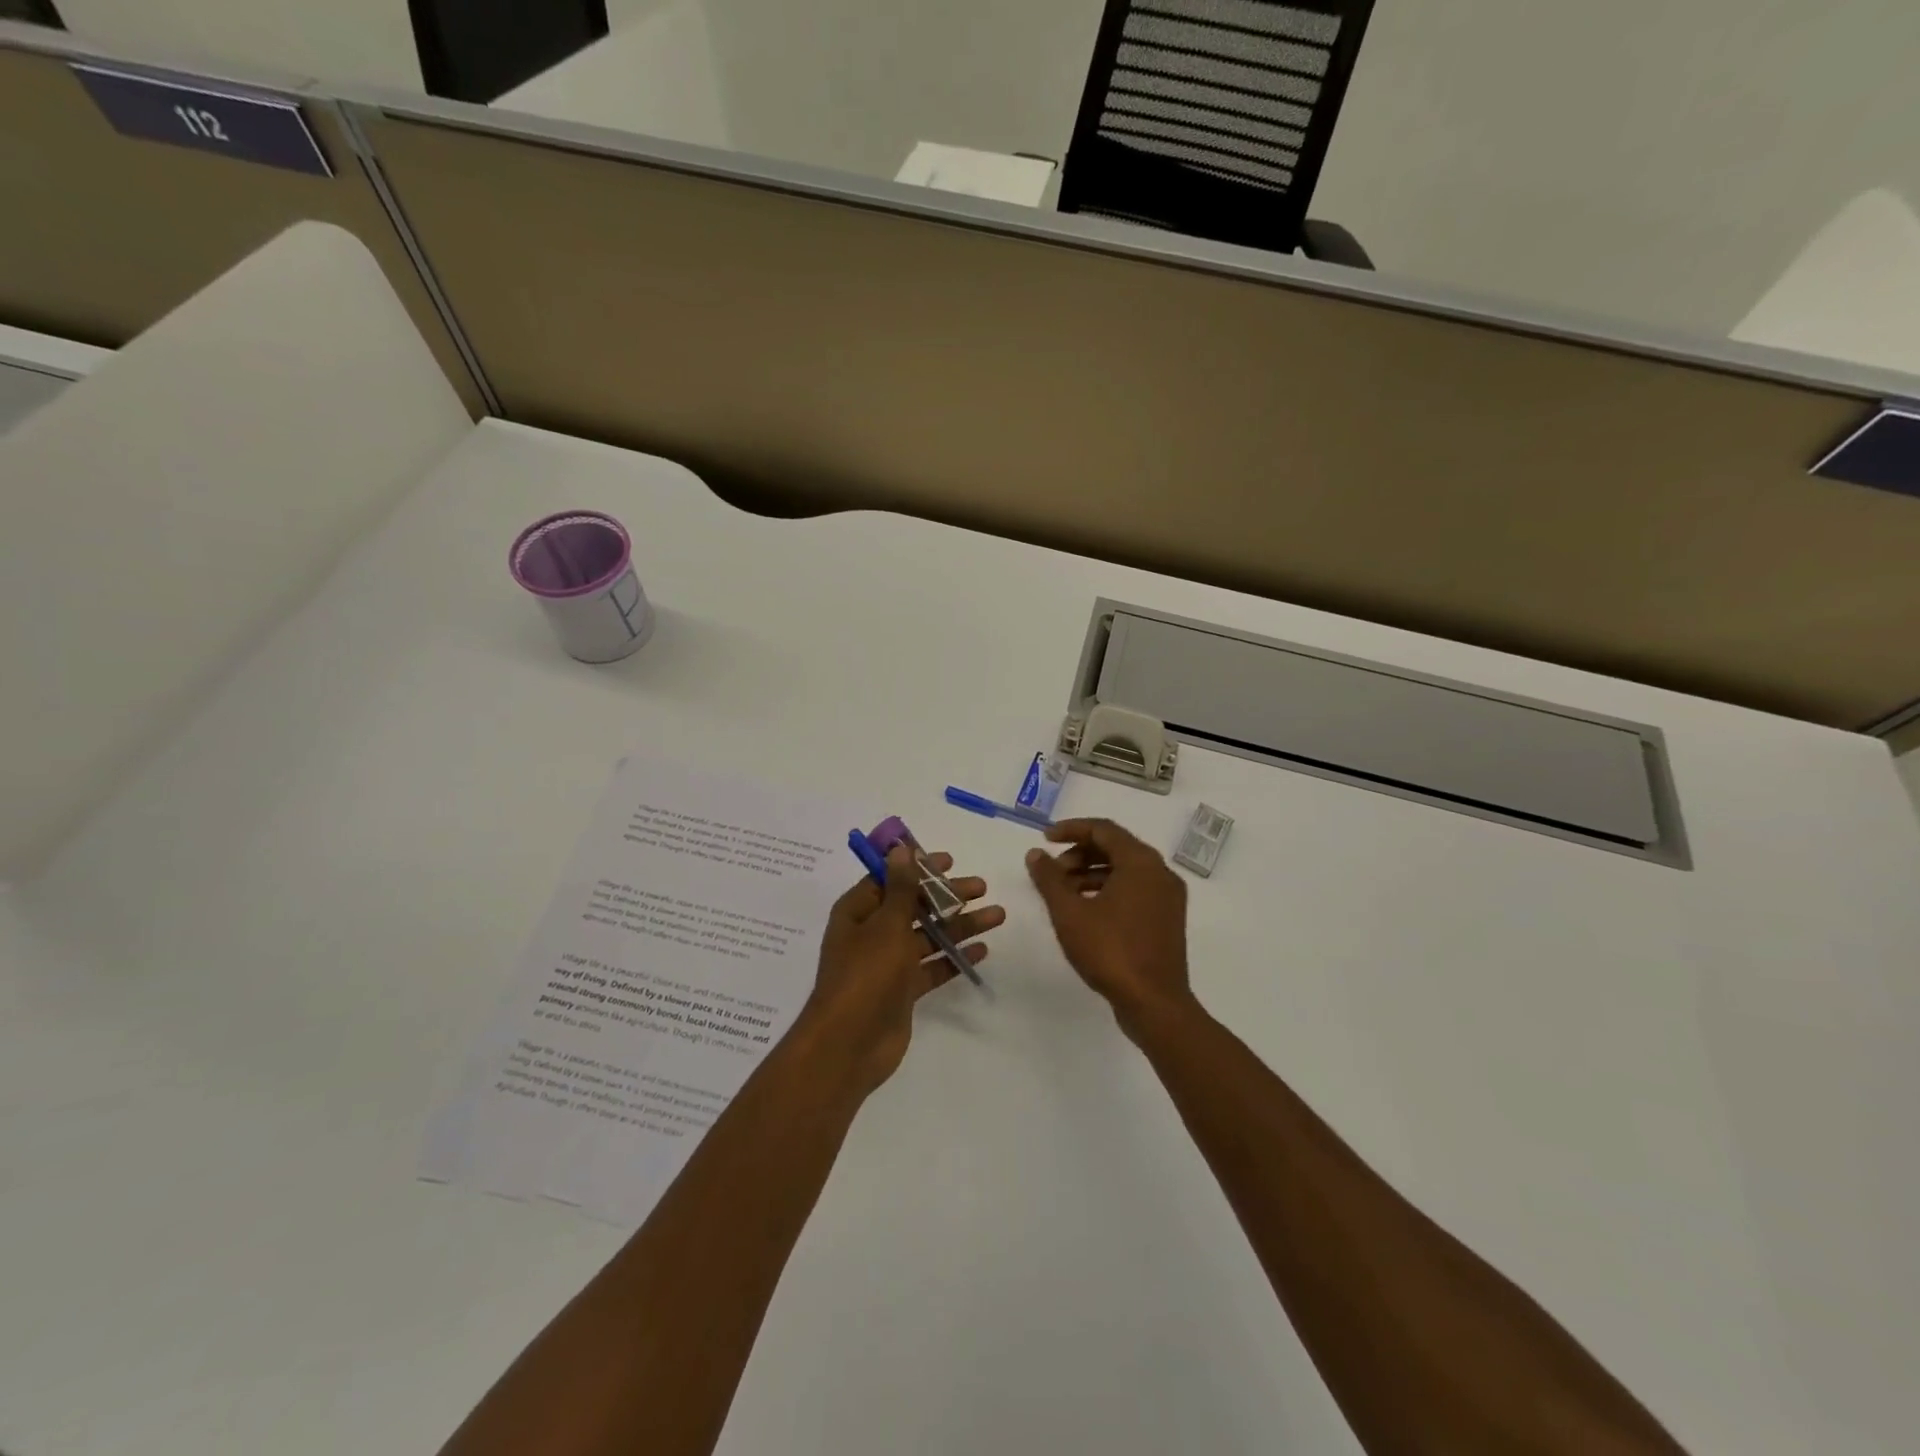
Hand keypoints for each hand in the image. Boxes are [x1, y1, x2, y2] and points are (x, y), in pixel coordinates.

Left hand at [800, 846, 1003, 1093]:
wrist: (849, 1045)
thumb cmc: (865, 975)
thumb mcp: (886, 925)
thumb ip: (901, 888)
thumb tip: (901, 848)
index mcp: (858, 911)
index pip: (890, 878)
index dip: (918, 867)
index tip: (950, 861)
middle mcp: (871, 933)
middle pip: (914, 906)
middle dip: (947, 896)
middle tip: (982, 887)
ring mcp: (887, 964)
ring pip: (928, 936)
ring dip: (960, 925)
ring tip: (998, 916)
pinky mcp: (903, 991)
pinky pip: (932, 967)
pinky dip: (954, 958)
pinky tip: (982, 950)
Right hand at [1026, 818, 1192, 1036]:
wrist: (1155, 1004)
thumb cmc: (1110, 951)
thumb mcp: (1069, 912)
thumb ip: (1049, 879)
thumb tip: (1036, 854)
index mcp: (1141, 862)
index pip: (1103, 829)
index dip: (1071, 829)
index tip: (1044, 839)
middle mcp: (1160, 873)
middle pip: (1116, 847)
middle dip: (1079, 854)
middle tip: (1052, 871)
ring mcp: (1168, 897)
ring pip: (1125, 870)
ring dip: (1091, 873)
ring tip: (1063, 892)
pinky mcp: (1167, 919)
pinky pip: (1135, 890)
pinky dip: (1108, 890)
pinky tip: (1085, 910)